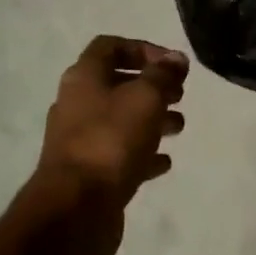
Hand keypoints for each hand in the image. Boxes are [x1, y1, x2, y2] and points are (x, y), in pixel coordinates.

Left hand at [38, 36, 188, 210]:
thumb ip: (163, 75)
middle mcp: (77, 104)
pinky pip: (120, 154)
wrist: (76, 208)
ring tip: (179, 128)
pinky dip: (143, 153)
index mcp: (84, 78)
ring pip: (121, 121)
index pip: (110, 46)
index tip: (173, 65)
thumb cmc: (111, 141)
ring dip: (152, 120)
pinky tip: (164, 162)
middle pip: (117, 84)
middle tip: (179, 96)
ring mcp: (81, 141)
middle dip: (152, 87)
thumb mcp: (145, 98)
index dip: (143, 48)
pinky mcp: (89, 173)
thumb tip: (176, 58)